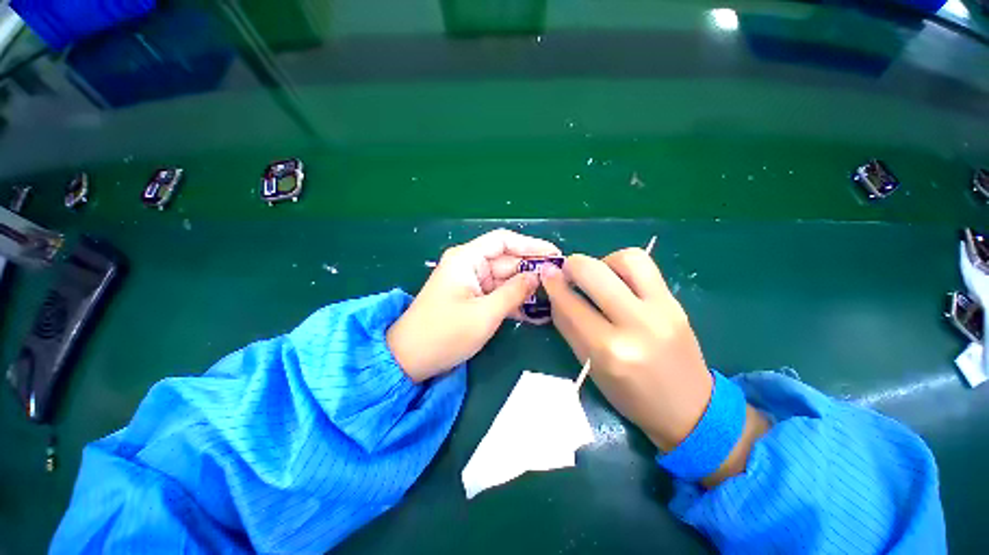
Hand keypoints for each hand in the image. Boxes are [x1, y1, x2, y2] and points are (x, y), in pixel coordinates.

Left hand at [387, 229, 560, 381]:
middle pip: (507, 261)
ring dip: (526, 290)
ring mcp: (471, 283)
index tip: (555, 256)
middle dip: (532, 271)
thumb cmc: (445, 334)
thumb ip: (515, 292)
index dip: (531, 245)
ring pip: (505, 279)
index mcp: (466, 259)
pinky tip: (535, 313)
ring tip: (554, 299)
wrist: (410, 360)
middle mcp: (469, 265)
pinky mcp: (472, 299)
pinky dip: (514, 302)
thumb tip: (539, 276)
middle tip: (560, 282)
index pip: (504, 241)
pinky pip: (498, 294)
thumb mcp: (485, 314)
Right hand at [541, 247, 768, 484]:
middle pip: (594, 272)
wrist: (690, 408)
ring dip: (602, 261)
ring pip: (625, 258)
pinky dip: (623, 265)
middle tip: (566, 271)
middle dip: (572, 265)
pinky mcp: (676, 302)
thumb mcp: (591, 366)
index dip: (553, 285)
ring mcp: (662, 309)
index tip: (545, 273)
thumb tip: (555, 292)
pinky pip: (646, 266)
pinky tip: (618, 280)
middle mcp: (636, 325)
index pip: (570, 304)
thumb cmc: (631, 396)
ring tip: (597, 276)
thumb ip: (569, 326)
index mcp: (608, 351)